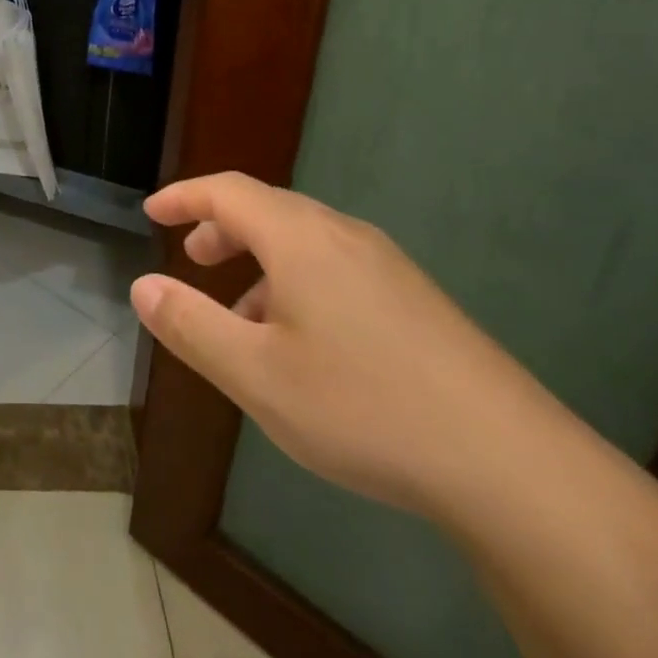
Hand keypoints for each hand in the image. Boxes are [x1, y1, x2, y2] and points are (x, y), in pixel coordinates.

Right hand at [132, 173, 545, 515]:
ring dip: (258, 261)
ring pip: (304, 242)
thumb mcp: (257, 375)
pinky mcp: (416, 300)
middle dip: (220, 228)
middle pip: (267, 209)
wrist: (513, 466)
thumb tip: (143, 285)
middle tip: (192, 259)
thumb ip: (190, 325)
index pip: (227, 192)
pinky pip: (336, 269)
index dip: (184, 196)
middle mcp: (345, 237)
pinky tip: (301, 344)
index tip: (152, 214)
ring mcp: (388, 267)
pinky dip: (295, 282)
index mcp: (301, 239)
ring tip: (239, 317)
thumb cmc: (365, 408)